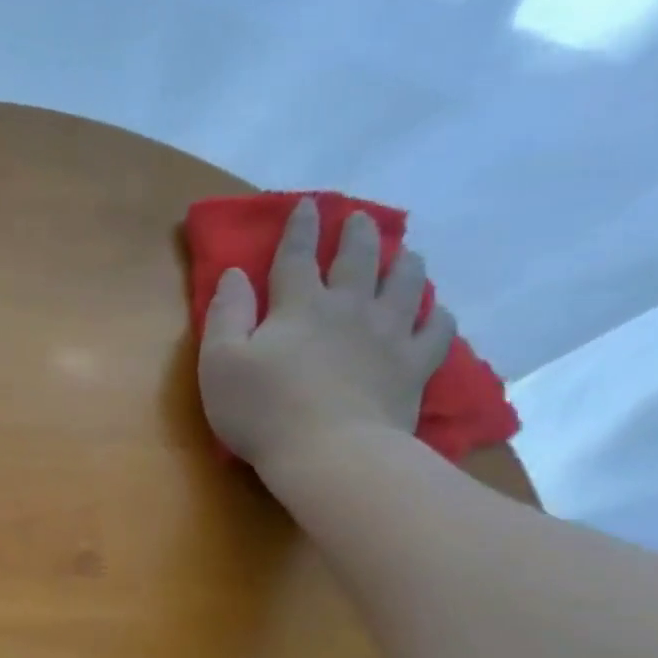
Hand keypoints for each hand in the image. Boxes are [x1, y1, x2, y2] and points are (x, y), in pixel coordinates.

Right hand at [198, 198, 455, 476]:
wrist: (331, 452)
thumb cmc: (262, 409)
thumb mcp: (220, 362)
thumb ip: (225, 315)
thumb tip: (235, 274)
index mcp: (299, 306)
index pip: (296, 257)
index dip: (298, 228)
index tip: (306, 205)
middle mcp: (349, 308)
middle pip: (358, 261)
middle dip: (356, 235)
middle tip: (360, 218)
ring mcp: (388, 336)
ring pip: (404, 286)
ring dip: (403, 264)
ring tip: (405, 253)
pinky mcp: (414, 367)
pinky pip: (436, 331)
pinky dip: (438, 316)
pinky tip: (437, 311)